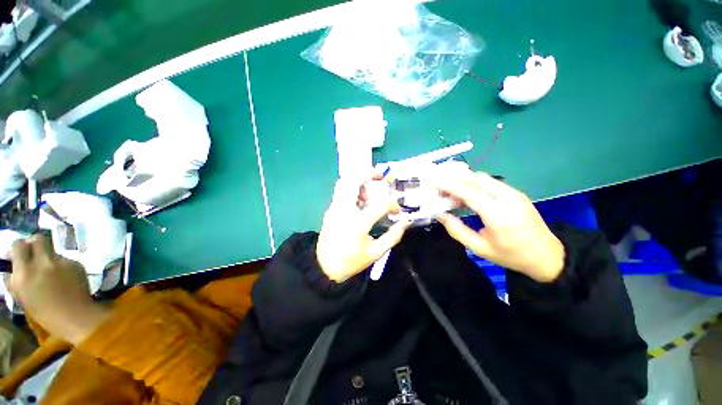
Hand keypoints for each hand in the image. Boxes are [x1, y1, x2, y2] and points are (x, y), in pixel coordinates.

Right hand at [9, 234, 108, 343]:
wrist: (74, 316)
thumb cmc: (43, 312)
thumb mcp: (20, 295)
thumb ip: (14, 277)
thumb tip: (11, 265)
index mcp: (24, 271)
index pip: (19, 244)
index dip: (19, 247)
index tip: (19, 253)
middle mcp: (42, 262)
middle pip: (39, 239)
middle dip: (35, 244)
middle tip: (35, 254)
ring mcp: (61, 261)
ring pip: (53, 251)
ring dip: (49, 258)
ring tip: (52, 273)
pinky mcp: (76, 263)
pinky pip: (66, 260)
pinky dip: (63, 266)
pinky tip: (65, 279)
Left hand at [316, 178, 410, 282]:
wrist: (324, 267)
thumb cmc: (351, 261)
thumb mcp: (376, 253)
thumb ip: (393, 236)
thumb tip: (406, 220)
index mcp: (357, 224)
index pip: (380, 204)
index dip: (393, 204)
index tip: (396, 210)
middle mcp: (343, 211)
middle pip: (353, 181)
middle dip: (368, 173)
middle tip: (380, 176)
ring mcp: (334, 208)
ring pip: (343, 183)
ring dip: (358, 180)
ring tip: (370, 190)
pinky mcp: (330, 209)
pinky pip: (341, 192)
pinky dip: (352, 188)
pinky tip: (361, 200)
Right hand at [428, 168, 564, 281]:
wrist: (546, 255)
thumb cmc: (510, 255)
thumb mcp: (479, 248)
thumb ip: (457, 230)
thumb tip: (440, 214)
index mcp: (499, 215)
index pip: (470, 192)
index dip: (449, 185)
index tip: (432, 181)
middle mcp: (508, 198)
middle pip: (476, 179)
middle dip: (454, 179)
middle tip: (437, 186)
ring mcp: (514, 193)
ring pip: (482, 178)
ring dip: (463, 180)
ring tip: (448, 190)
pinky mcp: (516, 192)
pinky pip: (490, 182)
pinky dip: (473, 183)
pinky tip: (465, 193)